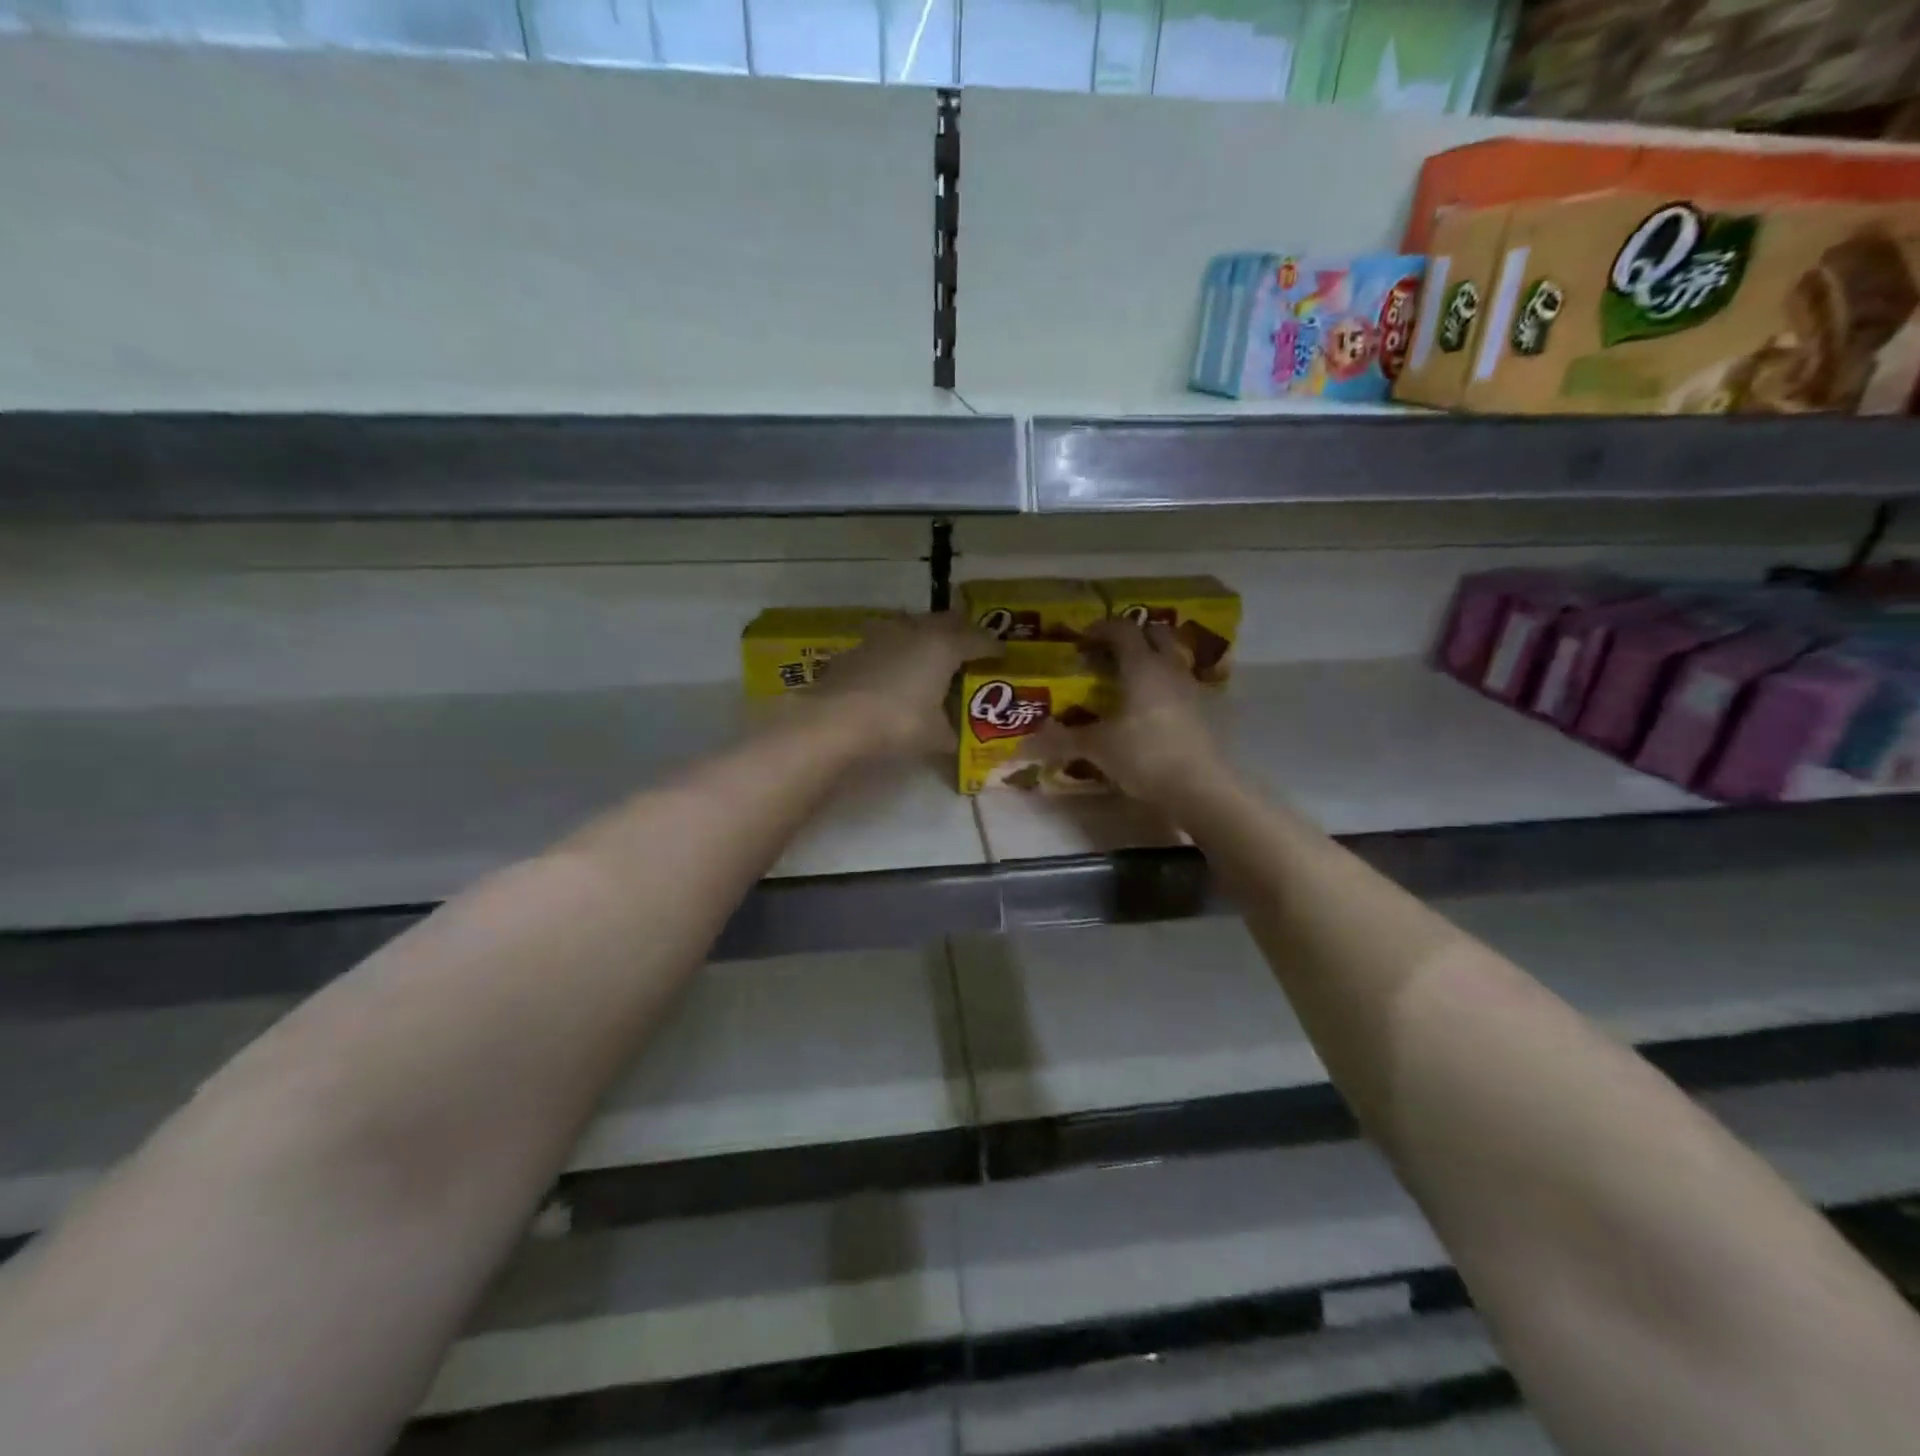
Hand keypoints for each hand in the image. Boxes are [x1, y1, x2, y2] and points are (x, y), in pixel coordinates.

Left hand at [813, 612, 996, 757]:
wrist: (835, 720)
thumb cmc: (898, 723)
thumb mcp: (935, 736)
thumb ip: (951, 733)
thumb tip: (957, 740)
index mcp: (944, 647)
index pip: (977, 639)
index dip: (992, 647)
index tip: (1001, 654)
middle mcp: (915, 632)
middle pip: (946, 621)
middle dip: (962, 631)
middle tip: (971, 646)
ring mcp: (882, 635)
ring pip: (914, 625)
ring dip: (927, 635)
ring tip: (933, 654)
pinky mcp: (857, 648)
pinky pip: (888, 642)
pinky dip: (899, 651)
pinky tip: (896, 669)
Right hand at [1035, 619, 1228, 804]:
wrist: (1199, 788)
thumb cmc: (1145, 756)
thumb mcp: (1097, 747)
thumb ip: (1062, 740)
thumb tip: (1024, 743)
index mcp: (1142, 666)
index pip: (1122, 629)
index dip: (1100, 629)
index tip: (1080, 642)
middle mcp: (1169, 668)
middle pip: (1154, 634)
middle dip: (1131, 637)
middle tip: (1106, 654)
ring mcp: (1190, 689)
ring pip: (1170, 658)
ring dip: (1149, 659)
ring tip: (1125, 680)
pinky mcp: (1201, 712)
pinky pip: (1178, 684)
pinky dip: (1160, 685)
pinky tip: (1145, 709)